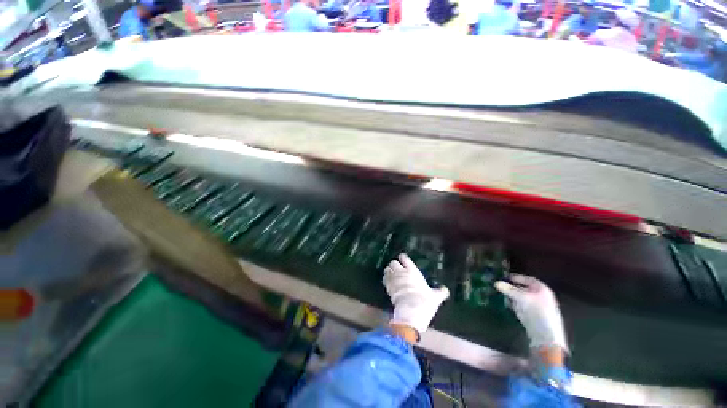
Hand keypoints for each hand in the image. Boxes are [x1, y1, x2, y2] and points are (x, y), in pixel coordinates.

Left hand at [383, 254, 449, 337]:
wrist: (411, 311)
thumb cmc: (424, 301)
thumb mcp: (435, 297)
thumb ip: (440, 292)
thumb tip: (446, 290)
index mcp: (413, 270)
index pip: (404, 258)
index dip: (402, 258)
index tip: (403, 260)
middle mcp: (402, 271)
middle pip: (393, 262)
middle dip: (394, 265)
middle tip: (397, 269)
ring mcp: (393, 278)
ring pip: (387, 269)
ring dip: (389, 271)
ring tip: (391, 275)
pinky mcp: (388, 286)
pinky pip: (384, 278)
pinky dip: (385, 279)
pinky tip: (388, 283)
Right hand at [495, 274, 567, 353]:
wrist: (546, 335)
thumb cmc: (537, 311)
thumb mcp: (521, 298)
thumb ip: (509, 289)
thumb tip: (496, 283)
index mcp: (541, 288)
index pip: (526, 279)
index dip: (515, 277)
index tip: (503, 277)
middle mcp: (540, 295)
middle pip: (523, 288)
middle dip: (511, 287)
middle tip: (499, 285)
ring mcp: (536, 306)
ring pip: (521, 297)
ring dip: (511, 296)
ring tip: (500, 294)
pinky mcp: (531, 314)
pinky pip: (520, 306)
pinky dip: (513, 304)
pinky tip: (506, 304)